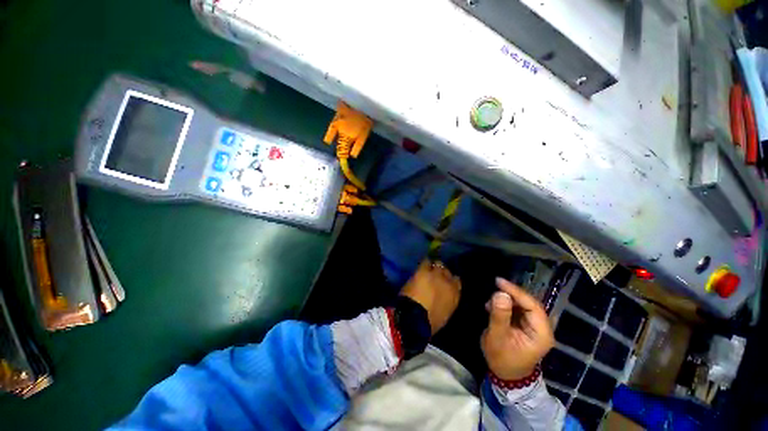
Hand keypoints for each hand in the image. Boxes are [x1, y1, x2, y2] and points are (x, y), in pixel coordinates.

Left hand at [401, 260, 460, 334]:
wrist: (415, 317)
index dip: (450, 280)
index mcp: (455, 295)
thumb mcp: (444, 313)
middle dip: (442, 273)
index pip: (457, 281)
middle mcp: (448, 282)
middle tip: (435, 276)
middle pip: (447, 271)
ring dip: (434, 267)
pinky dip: (425, 264)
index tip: (445, 282)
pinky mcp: (423, 270)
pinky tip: (421, 266)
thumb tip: (443, 296)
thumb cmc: (430, 322)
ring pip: (438, 264)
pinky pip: (426, 262)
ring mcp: (436, 274)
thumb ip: (446, 301)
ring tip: (427, 269)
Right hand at [481, 278, 553, 380]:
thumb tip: (500, 294)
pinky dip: (506, 305)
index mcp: (541, 334)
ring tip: (490, 304)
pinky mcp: (527, 324)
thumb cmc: (502, 359)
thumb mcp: (497, 338)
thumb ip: (499, 316)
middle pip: (529, 303)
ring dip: (507, 300)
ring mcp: (536, 326)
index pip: (533, 306)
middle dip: (511, 295)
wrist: (506, 374)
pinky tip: (493, 307)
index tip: (499, 281)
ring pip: (523, 304)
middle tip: (493, 288)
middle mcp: (543, 328)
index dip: (517, 292)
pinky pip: (518, 308)